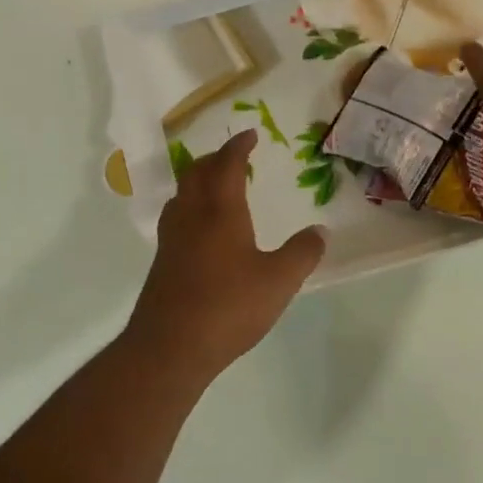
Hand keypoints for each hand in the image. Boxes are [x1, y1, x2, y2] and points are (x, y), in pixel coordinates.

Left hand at [126, 130, 325, 379]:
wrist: (170, 347)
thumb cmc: (228, 306)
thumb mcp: (279, 281)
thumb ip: (302, 253)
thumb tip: (320, 231)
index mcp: (220, 211)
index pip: (227, 165)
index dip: (238, 147)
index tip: (250, 135)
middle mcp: (191, 217)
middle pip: (196, 173)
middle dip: (215, 159)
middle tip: (234, 157)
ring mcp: (171, 240)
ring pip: (181, 195)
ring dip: (198, 181)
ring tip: (216, 187)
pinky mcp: (162, 263)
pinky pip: (176, 219)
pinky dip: (190, 208)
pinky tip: (202, 231)